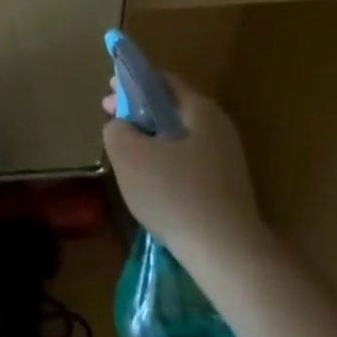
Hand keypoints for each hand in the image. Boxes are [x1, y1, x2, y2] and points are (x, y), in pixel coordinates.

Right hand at [102, 72, 267, 275]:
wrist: (228, 255)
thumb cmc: (174, 194)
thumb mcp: (128, 154)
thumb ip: (116, 129)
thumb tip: (121, 127)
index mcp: (199, 109)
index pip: (161, 81)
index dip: (130, 83)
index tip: (107, 95)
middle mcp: (219, 128)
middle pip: (171, 109)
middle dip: (139, 113)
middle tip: (113, 124)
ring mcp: (227, 160)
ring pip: (179, 138)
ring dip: (151, 140)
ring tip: (128, 157)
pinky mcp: (228, 189)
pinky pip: (189, 164)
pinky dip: (167, 163)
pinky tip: (152, 184)